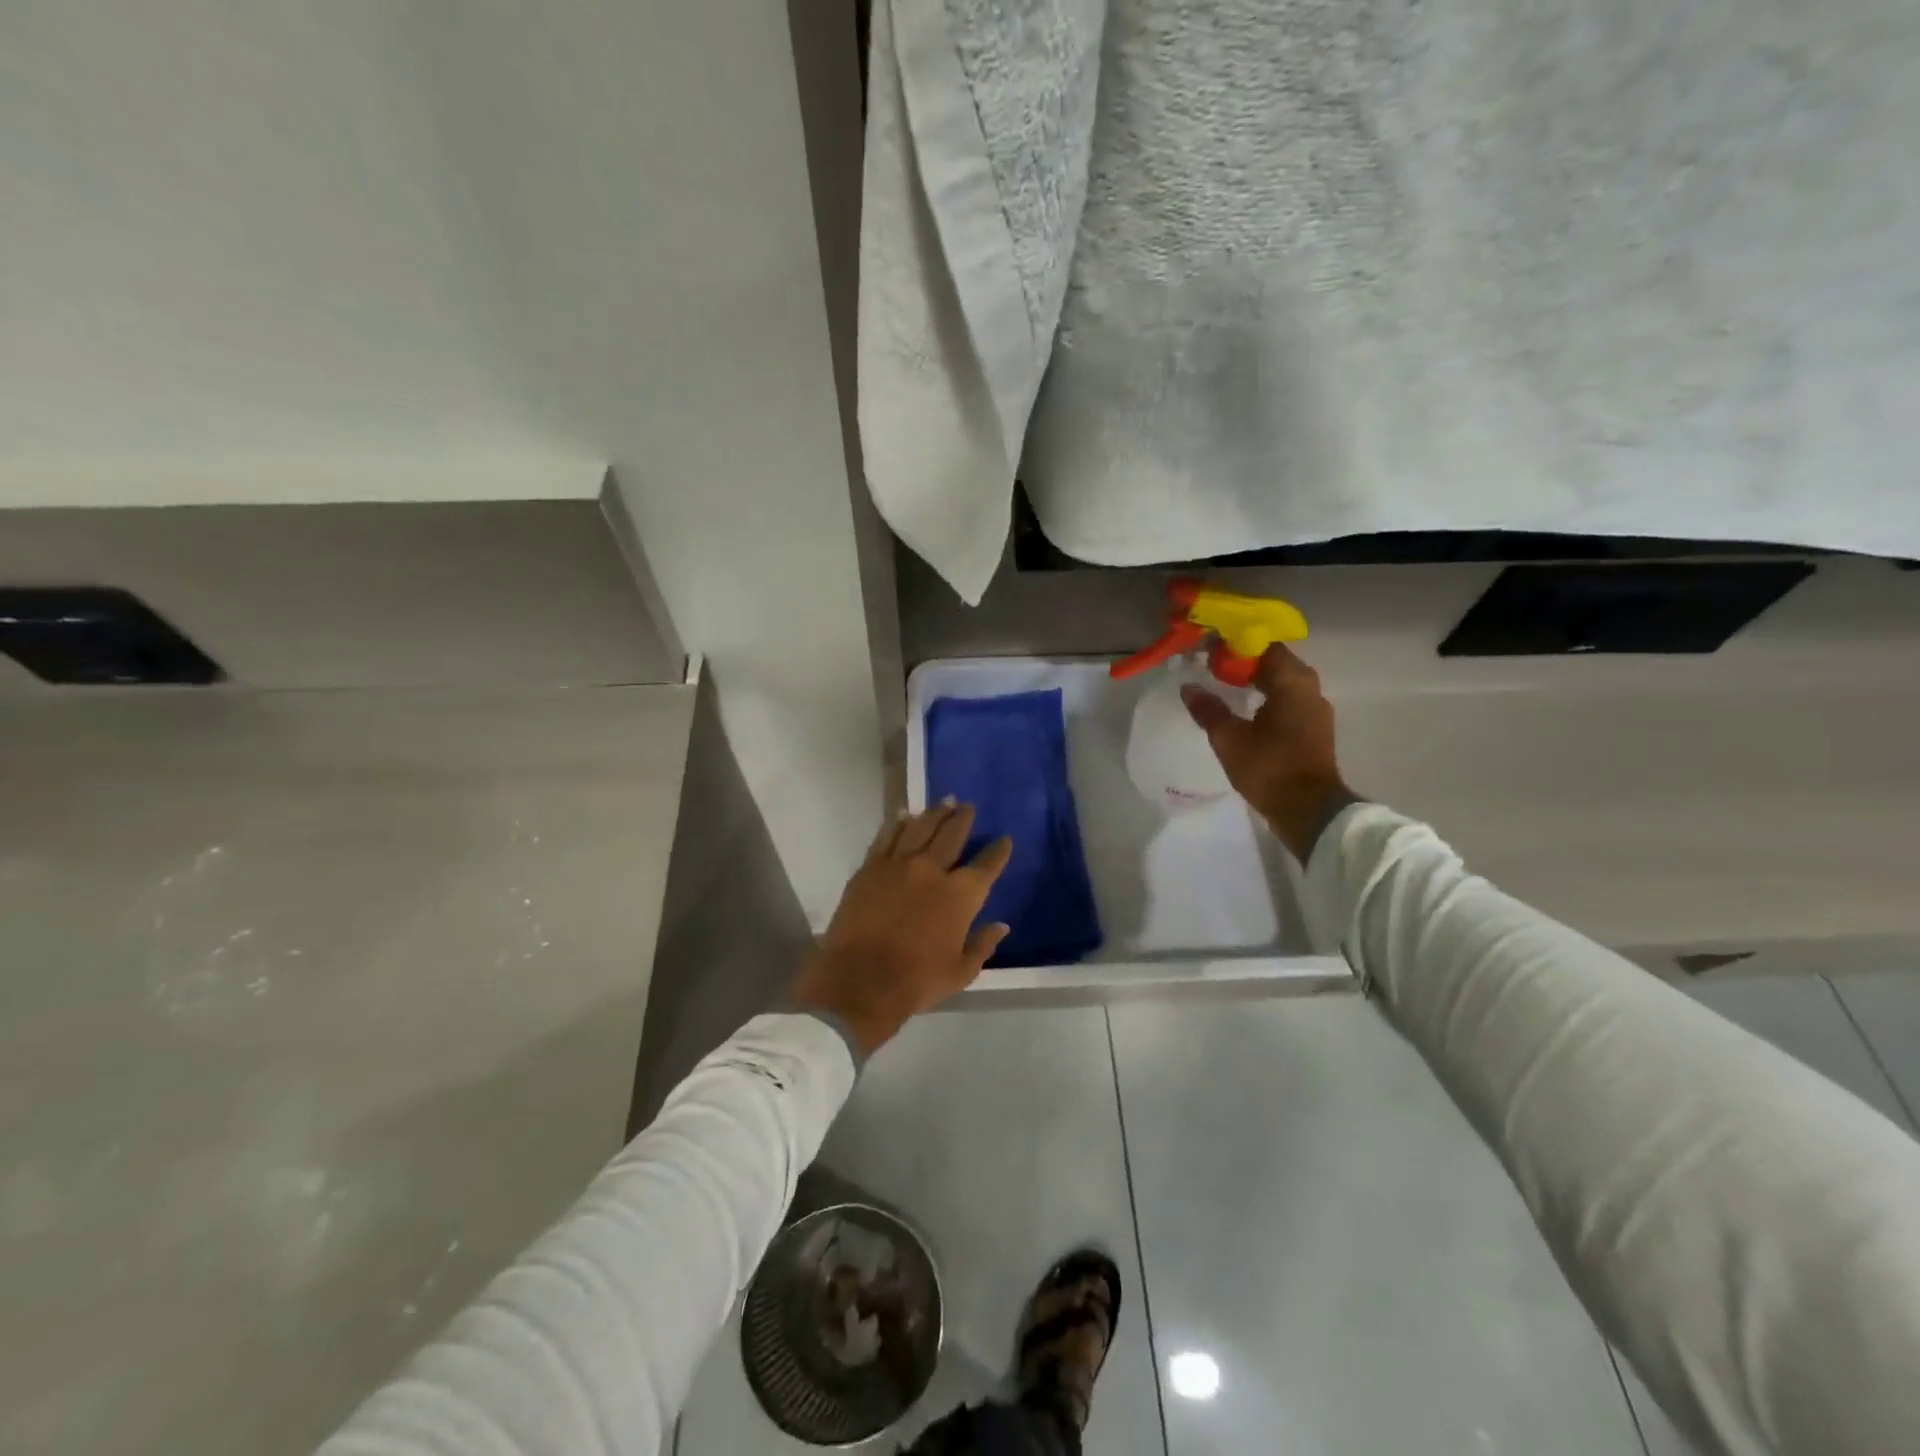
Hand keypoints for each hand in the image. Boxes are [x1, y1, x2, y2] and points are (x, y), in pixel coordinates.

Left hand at [790, 800, 1011, 1055]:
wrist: (860, 981)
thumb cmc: (916, 982)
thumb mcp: (961, 972)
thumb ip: (983, 944)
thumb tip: (1001, 925)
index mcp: (961, 895)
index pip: (987, 865)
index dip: (998, 851)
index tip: (1004, 839)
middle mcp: (933, 870)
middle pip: (952, 835)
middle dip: (963, 819)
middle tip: (968, 806)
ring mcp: (899, 865)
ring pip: (921, 828)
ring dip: (935, 813)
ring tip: (944, 801)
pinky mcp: (870, 867)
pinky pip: (887, 837)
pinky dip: (897, 823)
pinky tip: (904, 814)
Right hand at [1181, 643, 1355, 860]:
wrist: (1310, 810)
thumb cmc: (1269, 768)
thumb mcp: (1229, 739)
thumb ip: (1208, 710)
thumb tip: (1189, 688)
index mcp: (1292, 681)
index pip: (1263, 645)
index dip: (1235, 644)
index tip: (1208, 651)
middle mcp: (1309, 688)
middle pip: (1274, 661)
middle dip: (1243, 661)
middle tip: (1211, 667)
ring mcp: (1315, 709)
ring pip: (1282, 682)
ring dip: (1255, 679)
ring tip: (1224, 686)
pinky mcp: (1314, 728)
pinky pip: (1287, 700)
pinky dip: (1266, 696)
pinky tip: (1245, 709)